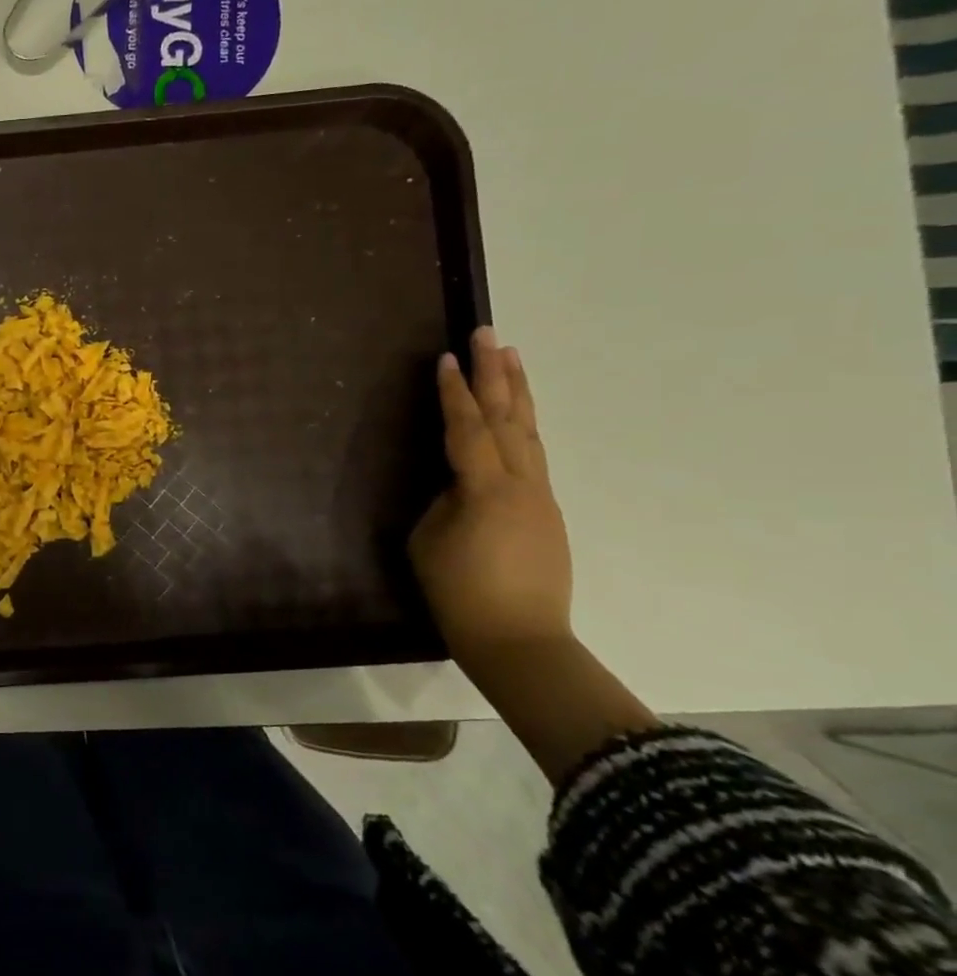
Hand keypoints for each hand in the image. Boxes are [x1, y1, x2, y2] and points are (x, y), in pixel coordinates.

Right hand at [409, 327, 572, 659]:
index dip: (454, 392)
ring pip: (529, 433)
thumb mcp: (429, 541)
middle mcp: (521, 484)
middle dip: (496, 373)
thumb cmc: (461, 593)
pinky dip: (522, 427)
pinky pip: (532, 456)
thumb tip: (456, 485)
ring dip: (519, 392)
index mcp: (486, 488)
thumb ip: (442, 501)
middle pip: (508, 417)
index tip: (445, 356)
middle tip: (490, 333)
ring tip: (512, 357)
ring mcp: (540, 498)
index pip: (467, 428)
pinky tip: (516, 419)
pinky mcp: (546, 514)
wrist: (520, 642)